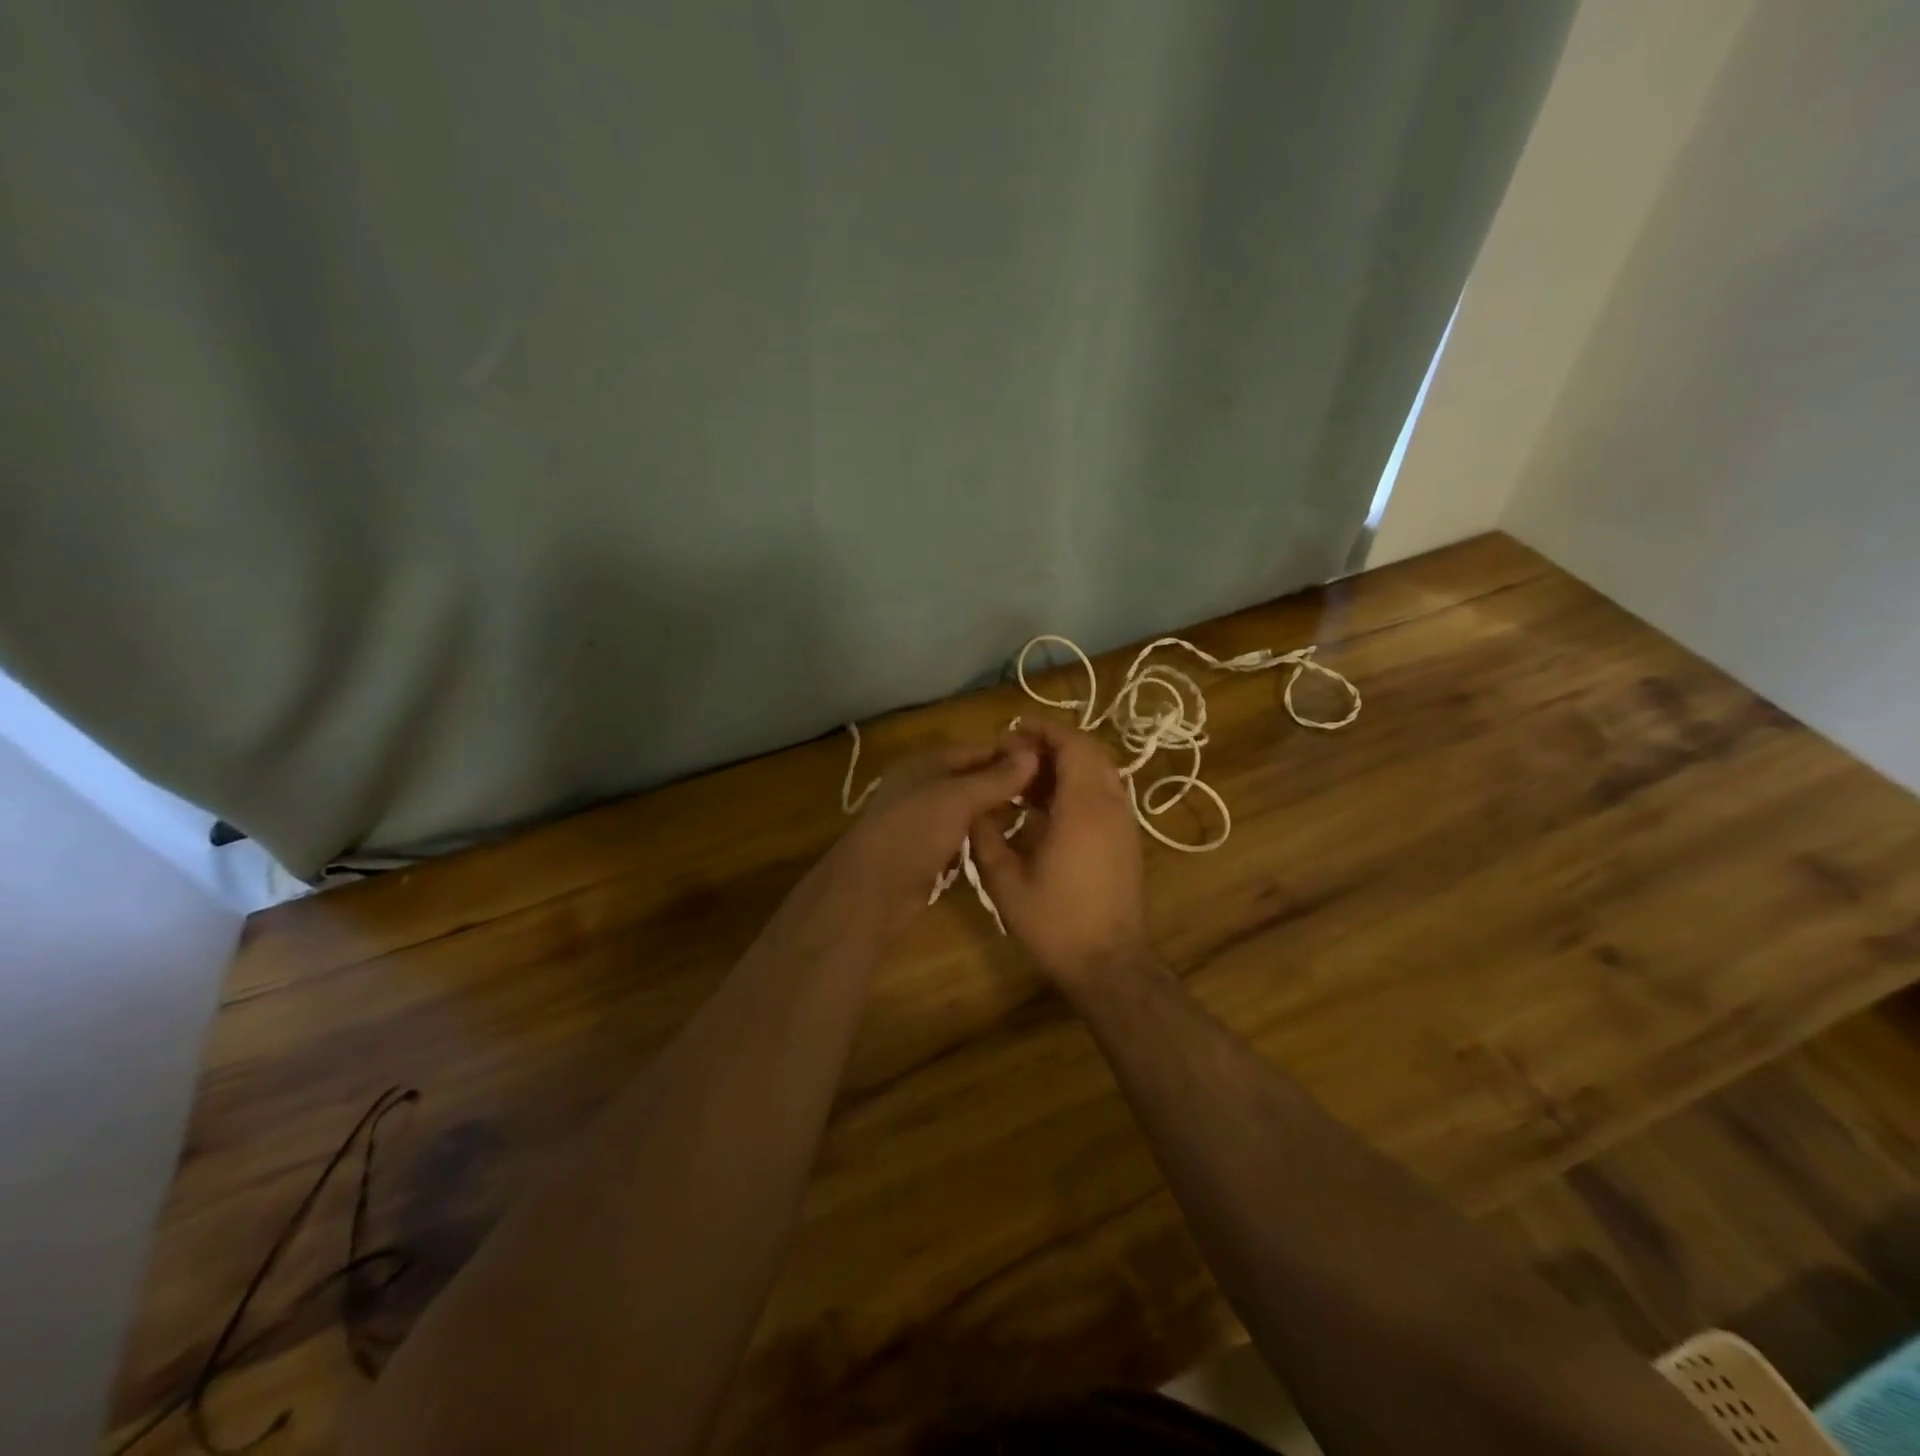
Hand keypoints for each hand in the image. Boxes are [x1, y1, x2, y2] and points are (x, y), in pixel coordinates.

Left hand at [823, 737, 1038, 939]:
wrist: (872, 891)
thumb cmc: (913, 832)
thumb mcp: (957, 798)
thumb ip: (995, 778)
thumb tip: (1033, 754)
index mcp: (924, 763)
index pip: (975, 751)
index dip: (1009, 756)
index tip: (1049, 765)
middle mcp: (922, 787)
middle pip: (971, 780)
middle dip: (1006, 786)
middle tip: (1049, 795)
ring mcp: (923, 822)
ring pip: (967, 810)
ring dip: (996, 814)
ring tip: (1038, 818)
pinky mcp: (927, 852)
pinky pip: (961, 838)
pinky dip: (981, 839)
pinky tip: (1009, 844)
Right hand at [970, 718, 1149, 991]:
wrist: (1109, 965)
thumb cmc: (1055, 923)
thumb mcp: (1005, 882)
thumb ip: (986, 837)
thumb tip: (975, 810)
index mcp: (1083, 807)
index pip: (1072, 745)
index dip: (1043, 730)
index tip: (1013, 730)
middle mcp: (1110, 805)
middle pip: (1089, 752)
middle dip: (1053, 744)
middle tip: (1016, 753)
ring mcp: (1124, 823)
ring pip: (1099, 773)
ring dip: (1066, 765)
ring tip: (1026, 779)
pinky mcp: (1126, 840)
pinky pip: (1104, 795)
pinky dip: (1078, 787)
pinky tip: (1047, 809)